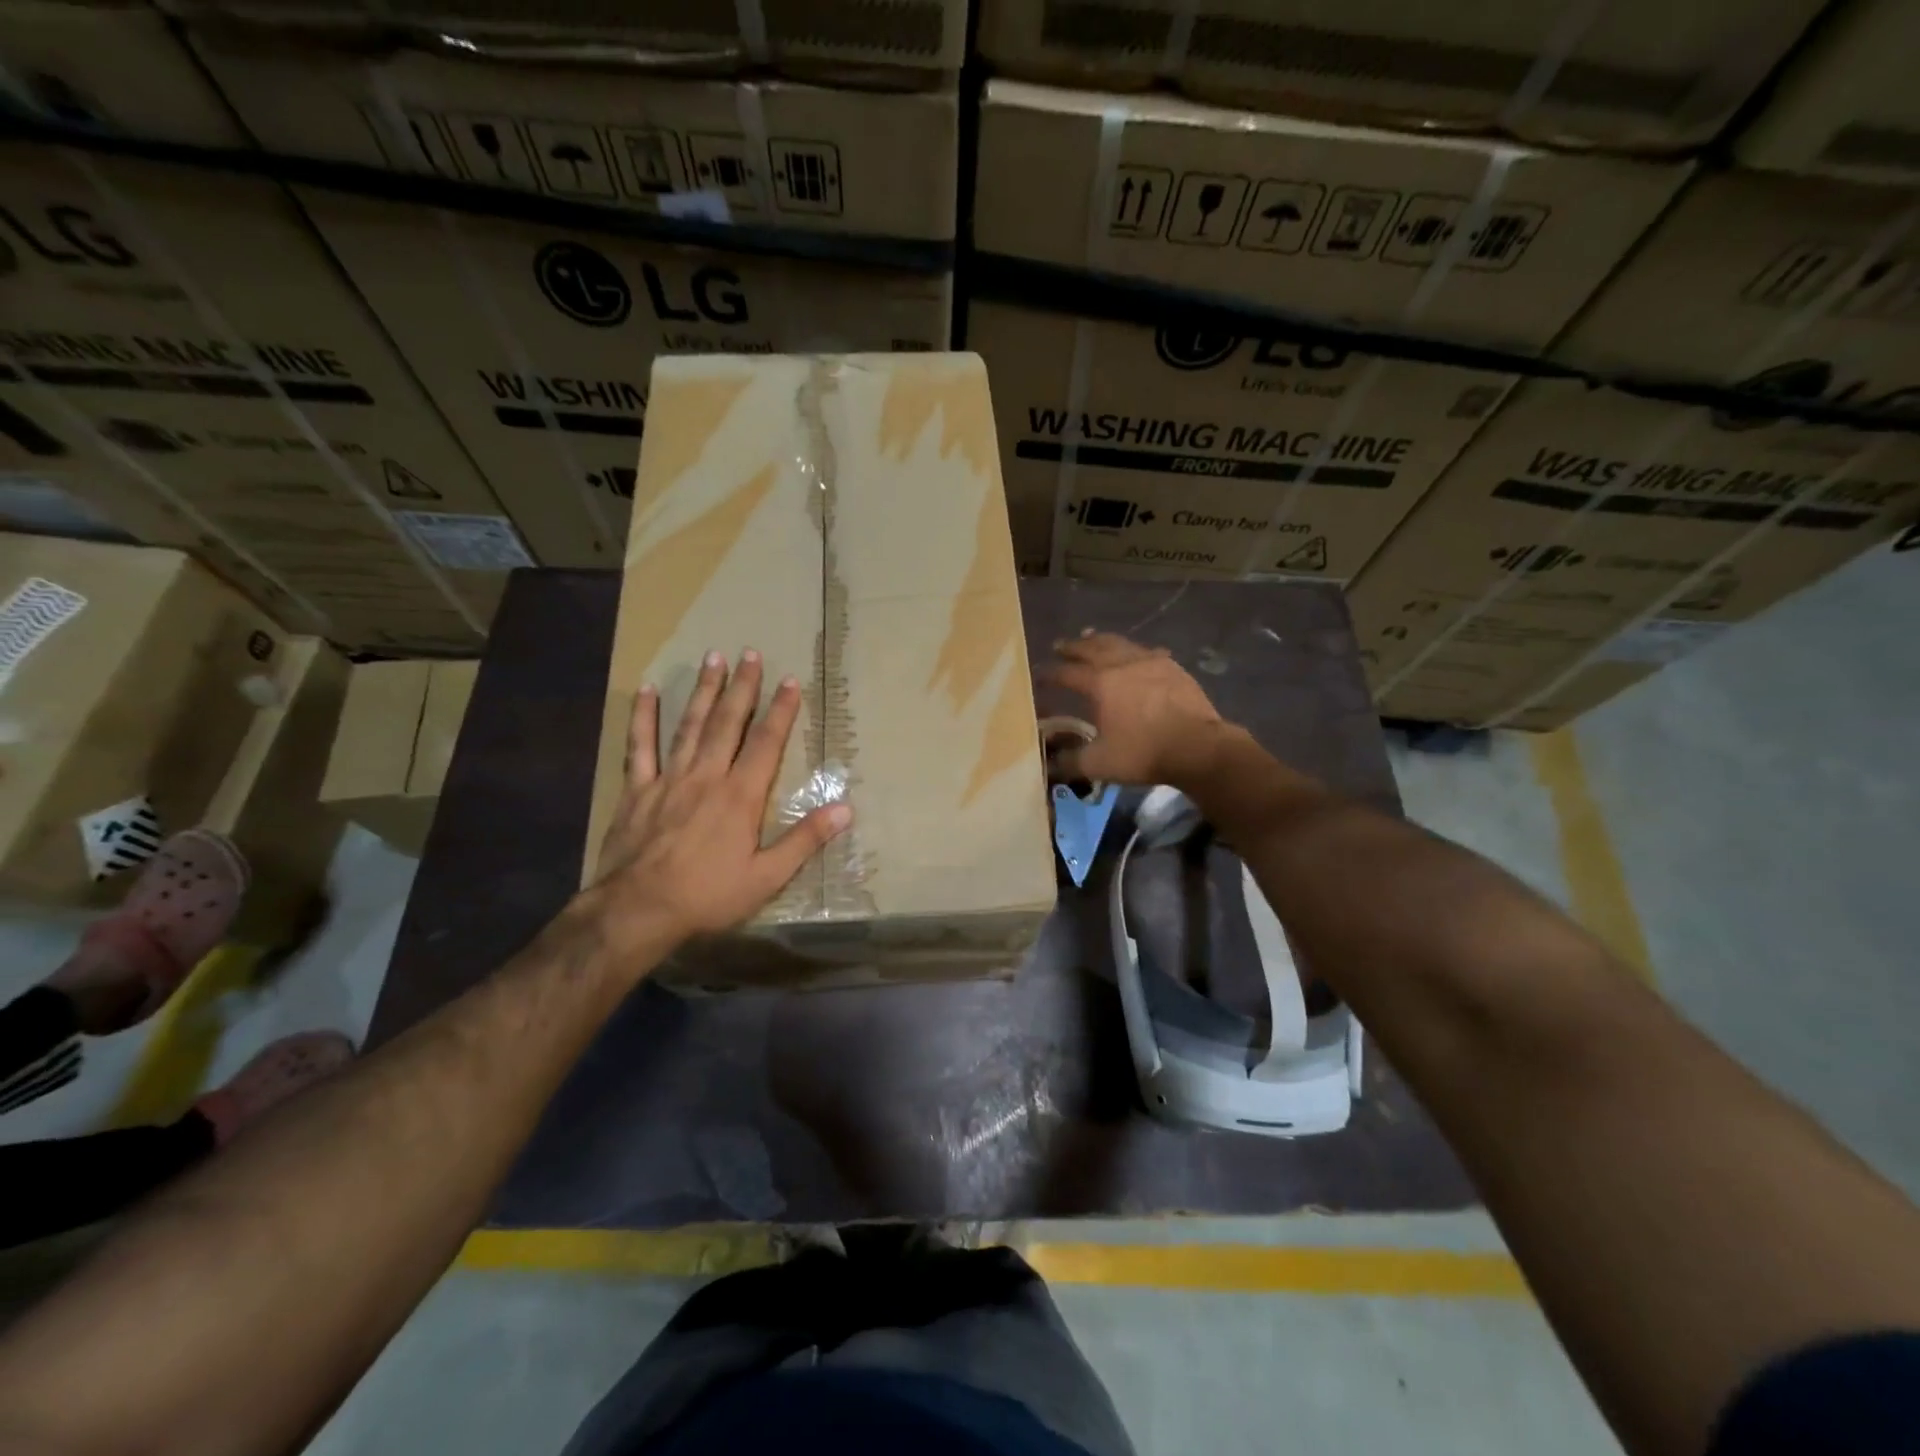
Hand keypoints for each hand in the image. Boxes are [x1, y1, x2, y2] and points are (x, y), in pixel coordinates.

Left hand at [586, 649, 850, 952]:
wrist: (638, 911)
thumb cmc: (708, 896)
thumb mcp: (767, 877)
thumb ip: (805, 840)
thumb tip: (846, 809)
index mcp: (740, 796)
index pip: (766, 743)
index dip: (781, 711)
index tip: (791, 681)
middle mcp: (707, 776)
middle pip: (728, 723)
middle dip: (742, 687)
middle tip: (750, 653)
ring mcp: (668, 779)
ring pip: (690, 725)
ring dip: (704, 691)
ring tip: (713, 658)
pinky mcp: (638, 790)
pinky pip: (640, 746)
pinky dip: (643, 717)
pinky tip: (647, 690)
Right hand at [1041, 632, 1234, 788]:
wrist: (1198, 747)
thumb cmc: (1143, 753)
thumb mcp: (1098, 764)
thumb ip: (1070, 762)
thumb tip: (1048, 764)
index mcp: (1099, 683)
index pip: (1065, 673)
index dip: (1049, 674)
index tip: (1037, 675)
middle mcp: (1121, 664)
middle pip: (1091, 648)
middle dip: (1073, 647)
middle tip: (1060, 646)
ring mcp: (1150, 662)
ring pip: (1119, 643)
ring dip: (1101, 640)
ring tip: (1091, 637)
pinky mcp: (1173, 667)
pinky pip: (1147, 651)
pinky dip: (1133, 651)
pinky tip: (1136, 654)